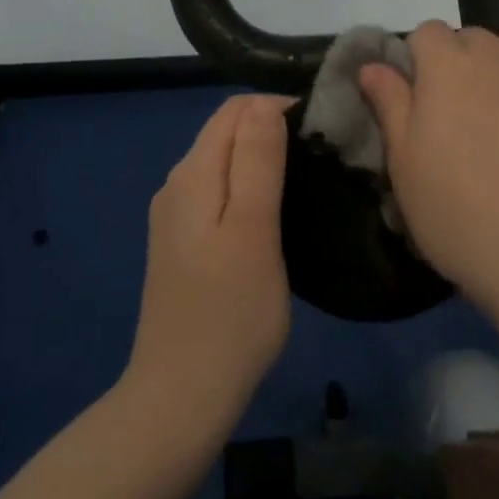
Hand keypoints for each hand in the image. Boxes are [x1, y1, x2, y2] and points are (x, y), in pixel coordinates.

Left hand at [124, 95, 292, 436]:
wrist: (182, 394)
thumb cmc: (230, 313)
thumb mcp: (253, 230)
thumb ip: (257, 162)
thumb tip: (265, 105)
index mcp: (193, 174)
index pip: (235, 109)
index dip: (279, 108)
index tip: (322, 133)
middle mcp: (177, 185)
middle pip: (226, 133)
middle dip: (271, 131)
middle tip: (322, 158)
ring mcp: (175, 218)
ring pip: (224, 165)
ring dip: (263, 160)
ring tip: (308, 183)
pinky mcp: (182, 245)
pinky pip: (219, 195)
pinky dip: (249, 190)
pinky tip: (276, 216)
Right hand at [359, 22, 498, 310]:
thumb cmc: (458, 215)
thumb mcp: (405, 165)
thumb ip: (390, 104)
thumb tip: (373, 65)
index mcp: (449, 68)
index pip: (427, 31)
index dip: (419, 59)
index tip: (419, 98)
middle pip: (474, 37)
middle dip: (461, 61)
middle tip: (459, 113)